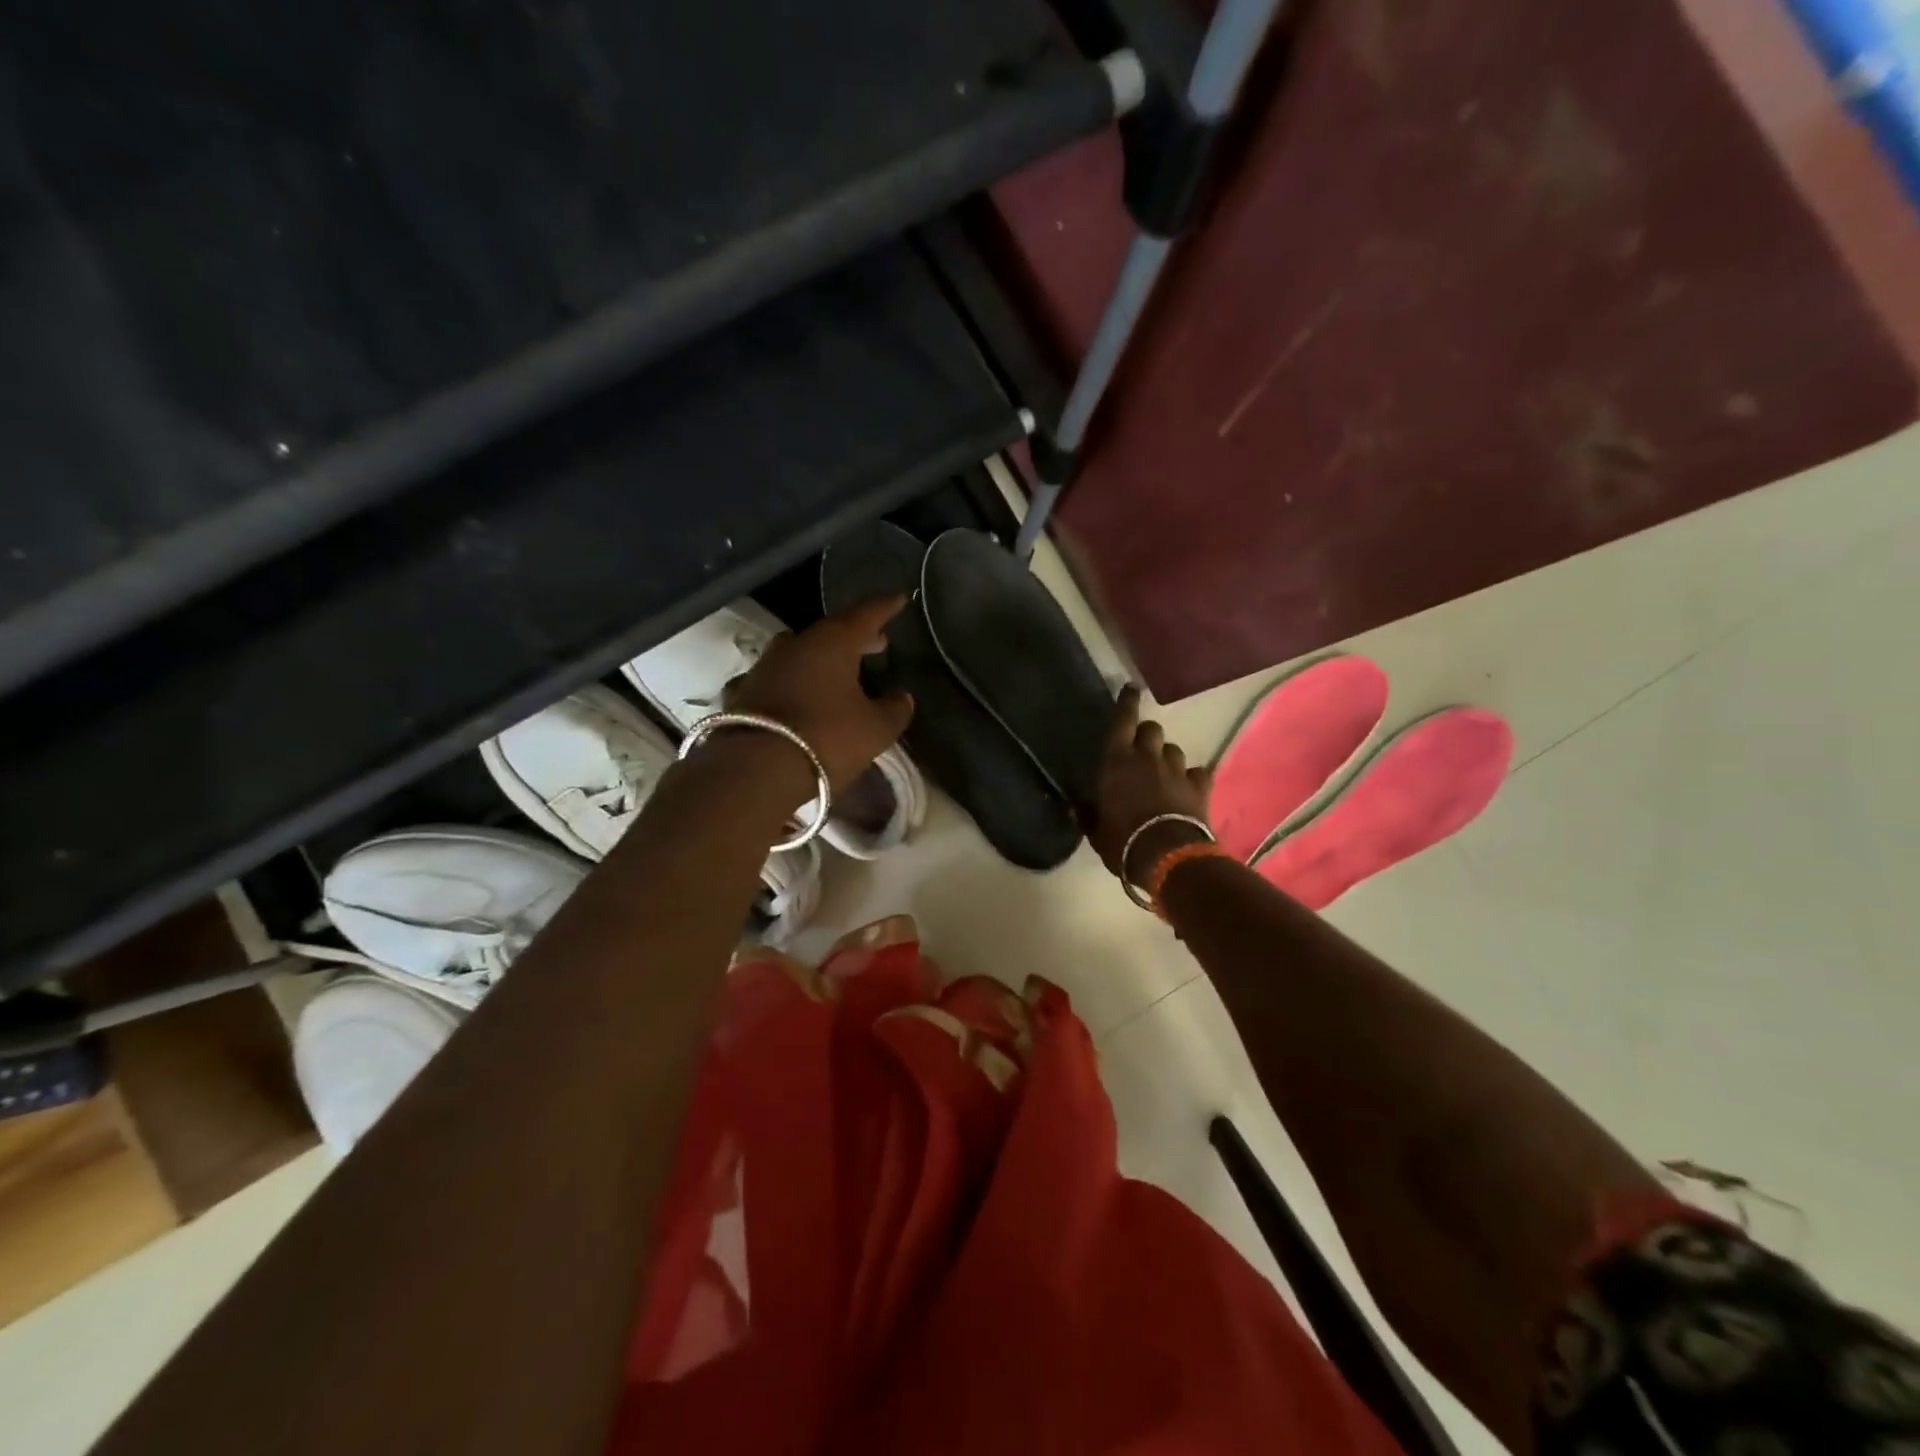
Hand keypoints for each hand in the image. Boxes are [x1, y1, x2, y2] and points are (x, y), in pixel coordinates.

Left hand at [722, 596, 914, 792]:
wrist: (754, 770)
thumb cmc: (826, 739)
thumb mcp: (875, 730)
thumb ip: (894, 710)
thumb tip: (903, 697)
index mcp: (832, 642)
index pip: (866, 614)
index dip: (886, 606)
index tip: (900, 598)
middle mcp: (796, 644)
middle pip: (831, 632)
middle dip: (856, 637)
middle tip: (877, 643)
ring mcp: (765, 666)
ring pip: (801, 653)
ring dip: (823, 659)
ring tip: (840, 673)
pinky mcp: (744, 692)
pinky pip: (779, 679)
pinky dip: (795, 682)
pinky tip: (801, 697)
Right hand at [1089, 686, 1212, 884]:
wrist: (1167, 857)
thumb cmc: (1121, 841)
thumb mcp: (1096, 831)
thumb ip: (1088, 813)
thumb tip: (1077, 806)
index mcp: (1116, 761)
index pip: (1122, 720)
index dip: (1126, 703)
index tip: (1131, 689)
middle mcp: (1147, 757)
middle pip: (1151, 729)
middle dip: (1146, 734)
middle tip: (1141, 749)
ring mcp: (1176, 770)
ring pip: (1173, 750)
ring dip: (1167, 757)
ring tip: (1163, 773)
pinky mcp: (1199, 786)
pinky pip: (1197, 772)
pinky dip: (1192, 778)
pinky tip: (1188, 788)